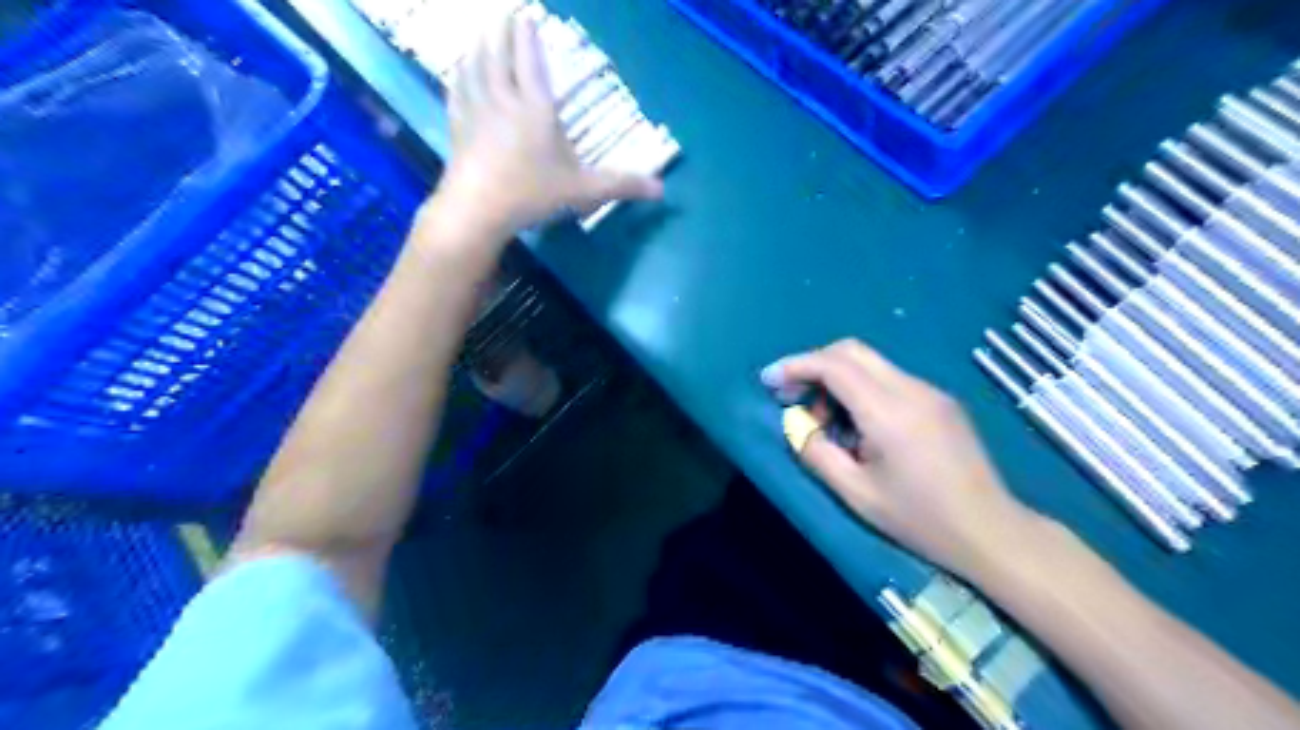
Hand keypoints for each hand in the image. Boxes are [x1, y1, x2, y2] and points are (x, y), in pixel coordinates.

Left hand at [436, 13, 659, 234]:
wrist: (477, 210)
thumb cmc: (532, 194)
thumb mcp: (582, 190)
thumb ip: (620, 185)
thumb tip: (661, 190)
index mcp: (535, 108)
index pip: (531, 60)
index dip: (528, 35)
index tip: (527, 14)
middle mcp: (504, 100)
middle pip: (499, 54)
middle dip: (502, 30)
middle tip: (504, 13)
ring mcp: (476, 111)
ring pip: (475, 66)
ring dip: (479, 45)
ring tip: (482, 33)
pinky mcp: (457, 127)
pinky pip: (457, 91)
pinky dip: (460, 75)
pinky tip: (459, 72)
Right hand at [765, 337, 1043, 580]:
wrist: (990, 531)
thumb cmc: (919, 520)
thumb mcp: (856, 494)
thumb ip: (816, 453)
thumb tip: (796, 425)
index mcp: (889, 412)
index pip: (834, 366)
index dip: (796, 365)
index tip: (769, 379)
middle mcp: (911, 390)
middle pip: (852, 350)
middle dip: (814, 364)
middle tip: (793, 395)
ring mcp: (930, 392)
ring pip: (871, 363)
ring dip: (838, 379)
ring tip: (826, 422)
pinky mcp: (940, 400)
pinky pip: (889, 379)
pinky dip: (861, 389)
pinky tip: (859, 426)